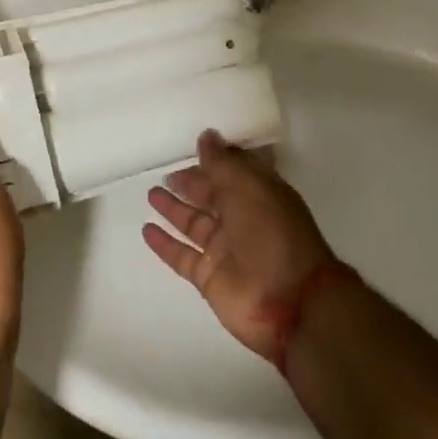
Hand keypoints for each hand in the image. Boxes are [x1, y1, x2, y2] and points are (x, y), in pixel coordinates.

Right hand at [143, 129, 337, 360]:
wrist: (291, 303)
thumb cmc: (273, 235)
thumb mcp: (249, 188)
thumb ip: (223, 163)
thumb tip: (206, 135)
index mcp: (259, 194)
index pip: (234, 171)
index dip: (215, 159)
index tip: (193, 146)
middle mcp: (243, 219)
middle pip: (212, 197)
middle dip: (192, 184)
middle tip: (167, 173)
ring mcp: (225, 250)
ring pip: (194, 224)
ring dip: (174, 209)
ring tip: (152, 194)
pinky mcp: (209, 277)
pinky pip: (182, 256)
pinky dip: (165, 244)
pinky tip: (147, 230)